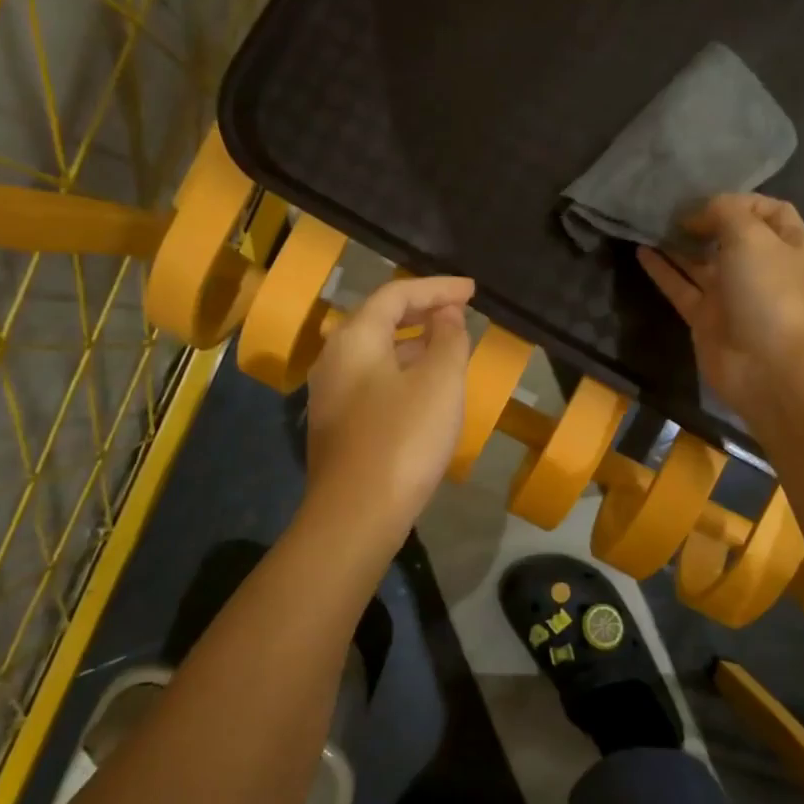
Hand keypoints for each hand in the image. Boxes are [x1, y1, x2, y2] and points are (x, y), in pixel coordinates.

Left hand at [303, 275, 474, 538]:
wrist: (356, 515)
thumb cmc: (403, 440)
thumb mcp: (439, 383)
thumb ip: (448, 340)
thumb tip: (447, 315)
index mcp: (354, 339)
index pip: (396, 294)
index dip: (437, 288)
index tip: (473, 291)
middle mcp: (333, 358)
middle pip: (380, 320)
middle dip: (423, 312)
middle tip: (461, 313)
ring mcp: (330, 394)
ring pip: (376, 353)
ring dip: (413, 344)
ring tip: (450, 347)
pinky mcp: (337, 425)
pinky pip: (373, 381)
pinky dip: (402, 372)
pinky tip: (426, 390)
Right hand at [638, 195, 803, 422]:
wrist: (770, 368)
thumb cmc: (770, 293)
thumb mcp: (752, 237)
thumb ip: (725, 213)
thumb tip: (698, 214)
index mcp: (787, 245)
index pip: (768, 211)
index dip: (741, 200)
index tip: (708, 199)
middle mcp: (760, 268)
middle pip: (729, 236)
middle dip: (703, 220)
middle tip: (670, 208)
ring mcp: (731, 295)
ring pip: (700, 262)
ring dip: (677, 244)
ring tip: (649, 223)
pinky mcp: (705, 319)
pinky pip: (680, 287)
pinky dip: (662, 270)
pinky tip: (641, 251)